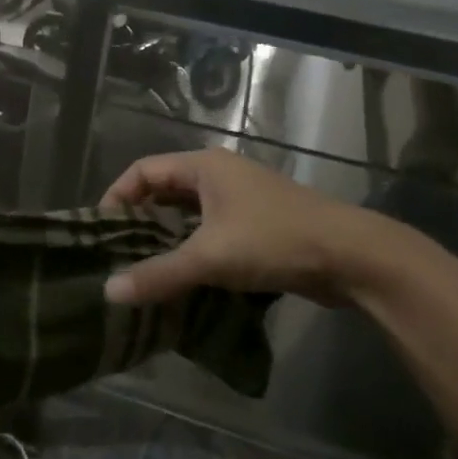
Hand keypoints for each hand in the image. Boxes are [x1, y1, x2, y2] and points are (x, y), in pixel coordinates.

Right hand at [100, 149, 388, 307]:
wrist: (355, 257)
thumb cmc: (275, 241)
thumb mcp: (210, 257)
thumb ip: (158, 274)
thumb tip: (108, 292)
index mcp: (204, 166)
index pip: (143, 170)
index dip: (117, 196)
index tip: (102, 231)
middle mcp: (220, 175)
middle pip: (164, 190)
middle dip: (139, 220)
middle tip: (119, 254)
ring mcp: (241, 200)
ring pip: (188, 214)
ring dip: (166, 238)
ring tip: (144, 268)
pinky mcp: (257, 225)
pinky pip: (210, 231)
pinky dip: (191, 248)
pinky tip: (183, 276)